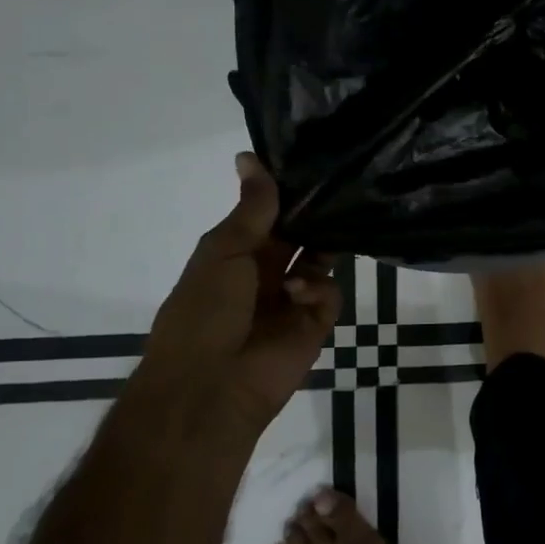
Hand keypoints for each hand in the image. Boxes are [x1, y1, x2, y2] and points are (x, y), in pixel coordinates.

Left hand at [139, 153, 341, 434]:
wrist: (210, 387)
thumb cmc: (204, 311)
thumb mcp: (222, 250)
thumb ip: (251, 208)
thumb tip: (249, 156)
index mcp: (234, 255)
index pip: (266, 215)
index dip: (284, 192)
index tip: (310, 162)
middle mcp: (265, 274)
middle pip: (298, 235)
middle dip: (312, 215)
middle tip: (340, 185)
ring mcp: (291, 300)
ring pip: (320, 259)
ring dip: (323, 244)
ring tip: (335, 224)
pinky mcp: (314, 324)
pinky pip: (329, 293)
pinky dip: (319, 286)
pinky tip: (299, 290)